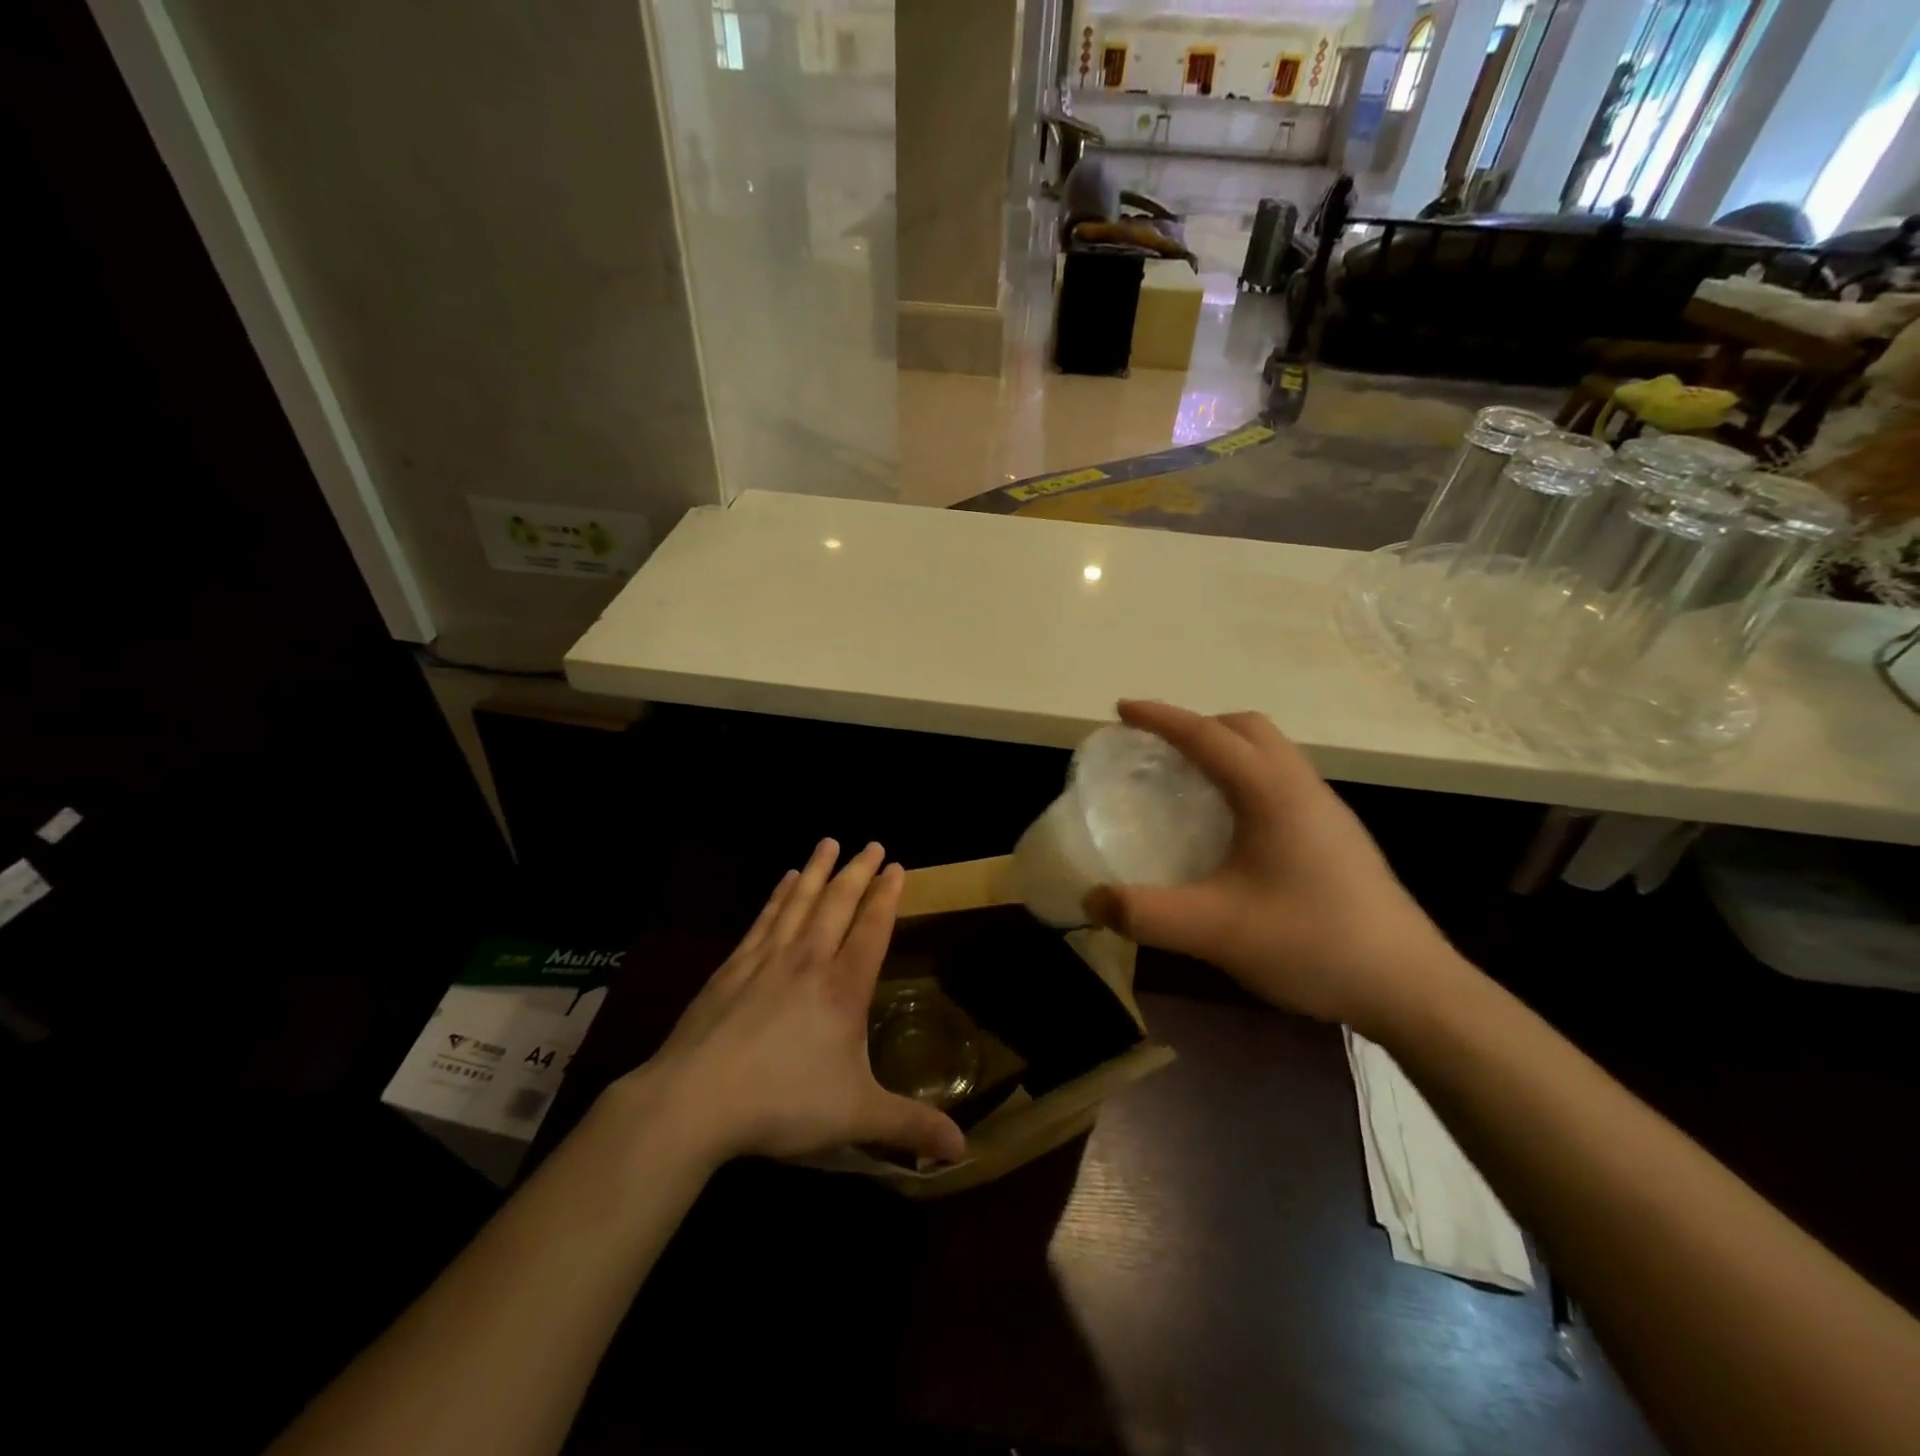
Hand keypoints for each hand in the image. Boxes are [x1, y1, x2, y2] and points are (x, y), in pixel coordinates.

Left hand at [629, 839, 966, 1166]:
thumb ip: (910, 1126)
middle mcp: (809, 961)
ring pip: (800, 902)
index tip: (896, 866)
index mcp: (843, 989)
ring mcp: (767, 959)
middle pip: (838, 904)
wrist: (695, 1101)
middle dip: (858, 871)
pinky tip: (784, 881)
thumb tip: (963, 1148)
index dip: (886, 896)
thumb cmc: (782, 1103)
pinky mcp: (732, 968)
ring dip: (818, 870)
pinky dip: (779, 895)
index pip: (872, 929)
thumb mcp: (856, 1117)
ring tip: (829, 842)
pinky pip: (764, 919)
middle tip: (872, 843)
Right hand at [1085, 700, 1460, 1031]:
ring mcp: (1327, 811)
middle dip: (1198, 725)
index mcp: (1272, 792)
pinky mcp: (1337, 837)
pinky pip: (1283, 781)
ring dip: (1227, 750)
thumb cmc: (1311, 942)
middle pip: (1247, 728)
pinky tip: (1231, 827)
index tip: (1121, 710)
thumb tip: (1092, 900)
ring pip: (1271, 753)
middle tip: (1157, 749)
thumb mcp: (1215, 930)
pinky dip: (1247, 777)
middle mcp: (1302, 787)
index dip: (1161, 718)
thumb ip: (1146, 914)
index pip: (1207, 735)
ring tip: (1189, 780)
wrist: (1410, 987)